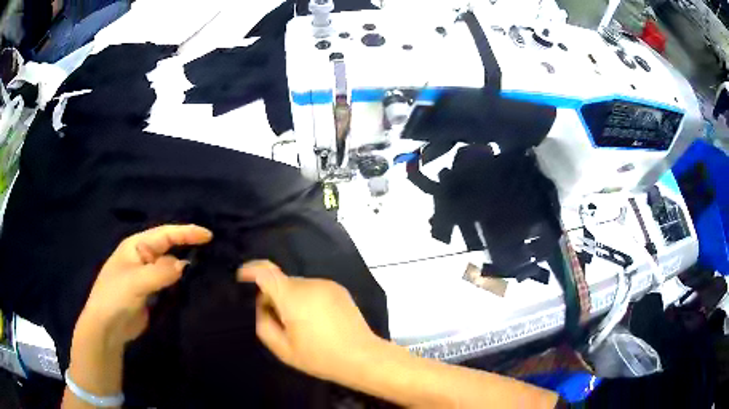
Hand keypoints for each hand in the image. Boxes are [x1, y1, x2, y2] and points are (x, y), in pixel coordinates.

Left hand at [75, 225, 212, 351]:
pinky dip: (181, 282)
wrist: (107, 327)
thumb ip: (161, 272)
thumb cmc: (116, 297)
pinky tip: (193, 285)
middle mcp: (143, 257)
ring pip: (170, 266)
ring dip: (186, 265)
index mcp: (136, 246)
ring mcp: (147, 276)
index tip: (208, 236)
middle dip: (188, 245)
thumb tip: (185, 265)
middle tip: (212, 249)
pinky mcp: (152, 293)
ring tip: (208, 266)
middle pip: (169, 247)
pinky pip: (169, 283)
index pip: (164, 234)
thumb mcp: (136, 282)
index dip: (186, 233)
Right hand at [238, 260, 381, 382]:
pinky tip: (318, 322)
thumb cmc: (320, 357)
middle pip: (282, 282)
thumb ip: (264, 324)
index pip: (265, 271)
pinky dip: (307, 300)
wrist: (362, 357)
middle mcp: (309, 284)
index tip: (241, 277)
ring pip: (297, 287)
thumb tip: (263, 305)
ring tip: (302, 326)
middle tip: (279, 322)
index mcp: (293, 297)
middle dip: (274, 297)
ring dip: (292, 300)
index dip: (250, 270)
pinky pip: (313, 290)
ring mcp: (327, 284)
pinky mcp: (339, 289)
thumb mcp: (283, 349)